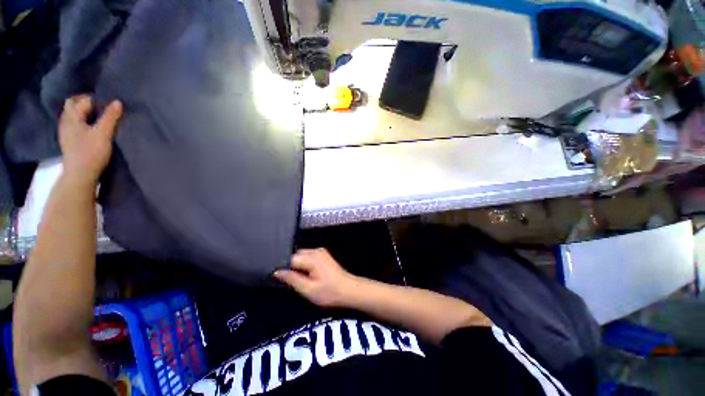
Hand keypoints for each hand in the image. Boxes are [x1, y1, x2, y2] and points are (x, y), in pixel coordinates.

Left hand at [58, 95, 122, 186]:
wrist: (80, 175)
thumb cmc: (91, 152)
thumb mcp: (103, 133)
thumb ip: (110, 117)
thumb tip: (117, 101)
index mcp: (72, 117)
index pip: (82, 100)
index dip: (95, 99)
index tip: (108, 102)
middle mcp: (66, 121)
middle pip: (73, 106)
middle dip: (86, 103)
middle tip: (103, 107)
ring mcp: (66, 132)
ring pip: (74, 116)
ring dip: (85, 113)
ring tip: (99, 117)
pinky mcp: (69, 141)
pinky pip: (75, 125)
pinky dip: (83, 122)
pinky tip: (91, 128)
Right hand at [274, 248, 358, 307]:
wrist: (349, 290)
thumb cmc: (329, 292)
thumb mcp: (308, 289)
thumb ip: (292, 279)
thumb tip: (277, 272)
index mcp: (312, 258)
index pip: (290, 258)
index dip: (284, 268)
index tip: (280, 279)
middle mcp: (316, 251)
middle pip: (296, 255)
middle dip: (291, 267)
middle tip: (292, 282)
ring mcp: (321, 252)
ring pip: (302, 256)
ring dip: (298, 266)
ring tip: (300, 280)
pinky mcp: (324, 255)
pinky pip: (308, 257)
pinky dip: (305, 264)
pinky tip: (308, 275)